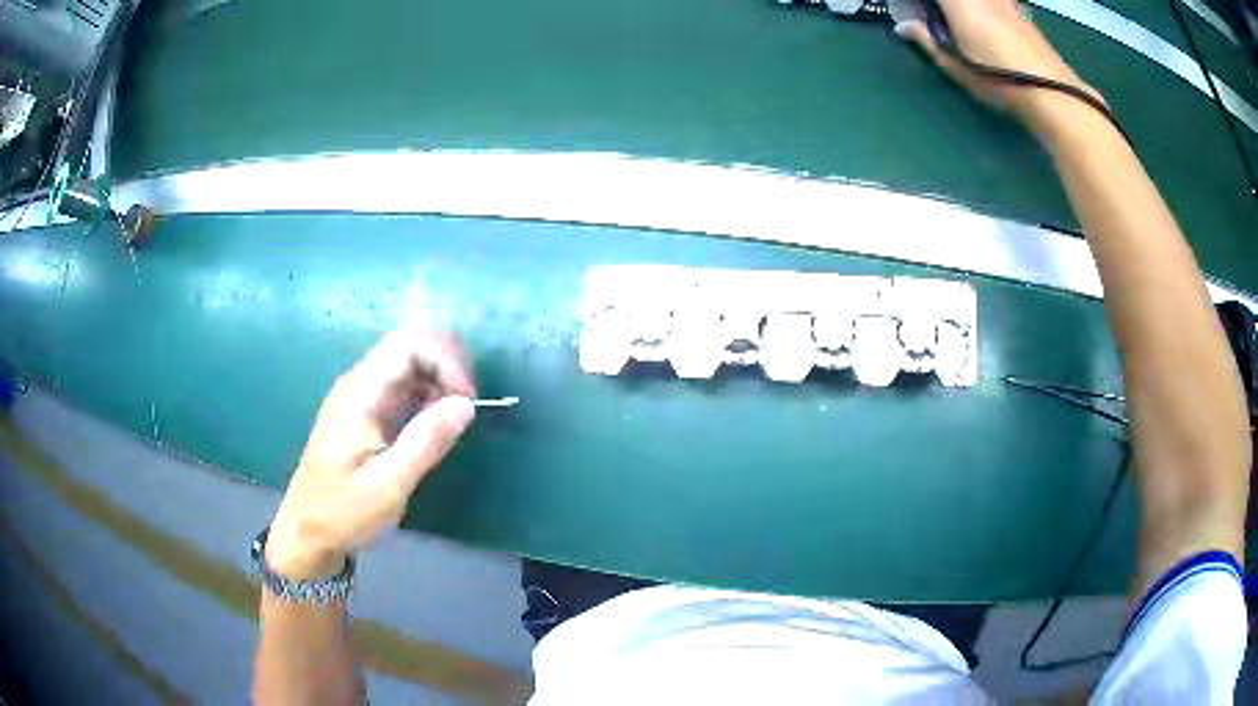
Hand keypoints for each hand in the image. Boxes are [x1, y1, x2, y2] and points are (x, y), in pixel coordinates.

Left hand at [266, 327, 476, 579]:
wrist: (307, 530)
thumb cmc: (342, 511)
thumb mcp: (387, 486)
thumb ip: (425, 442)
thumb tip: (466, 404)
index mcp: (359, 393)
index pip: (408, 344)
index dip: (445, 360)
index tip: (467, 401)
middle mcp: (360, 383)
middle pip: (411, 345)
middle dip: (447, 366)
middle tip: (466, 408)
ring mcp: (363, 395)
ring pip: (411, 363)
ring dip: (441, 380)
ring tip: (455, 420)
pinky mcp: (369, 410)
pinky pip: (405, 386)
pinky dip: (430, 396)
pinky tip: (436, 427)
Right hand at [894, 0, 1101, 135]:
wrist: (1051, 92)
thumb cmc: (998, 79)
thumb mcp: (956, 65)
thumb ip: (926, 39)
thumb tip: (903, 26)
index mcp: (957, 0)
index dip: (920, 3)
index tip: (914, 11)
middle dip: (939, 6)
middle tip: (933, 19)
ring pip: (976, 1)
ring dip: (964, 9)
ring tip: (958, 22)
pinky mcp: (1017, 9)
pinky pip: (994, 3)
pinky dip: (981, 8)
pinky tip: (984, 24)